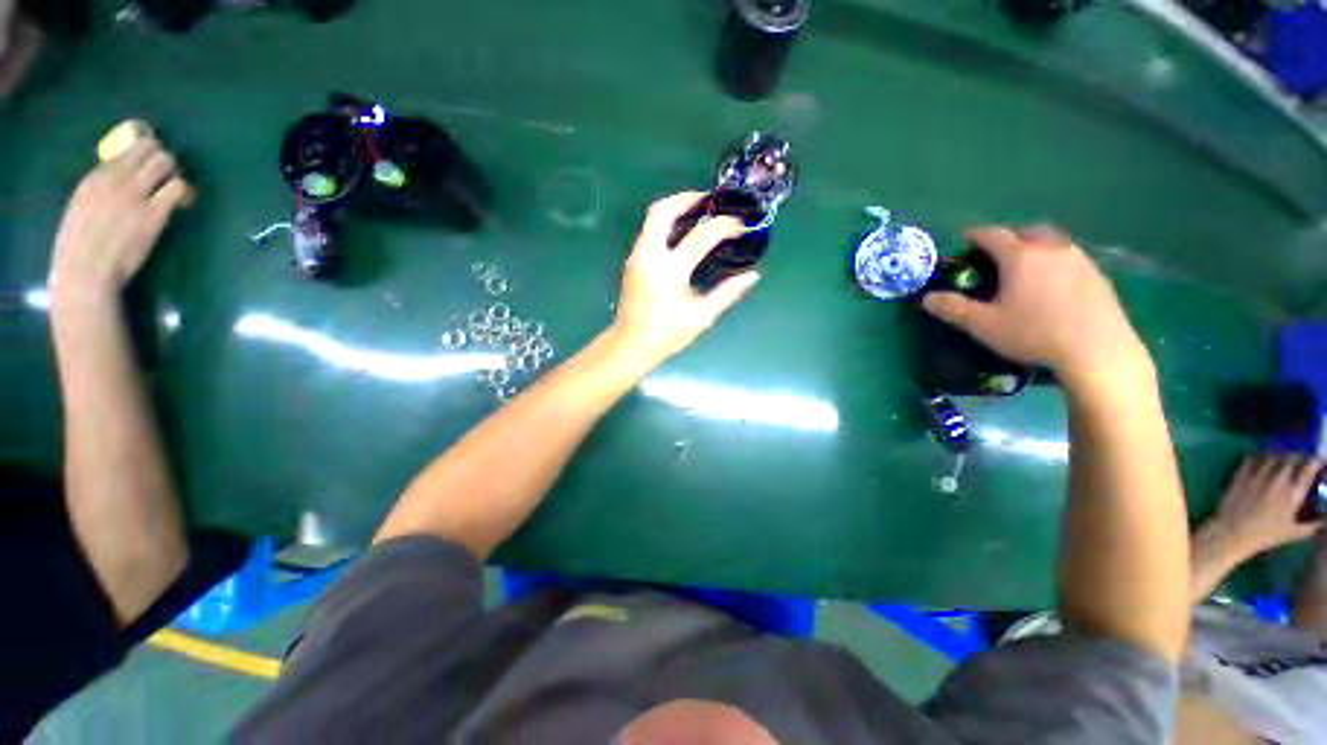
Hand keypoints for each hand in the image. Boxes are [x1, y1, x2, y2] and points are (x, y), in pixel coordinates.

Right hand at [49, 135, 193, 302]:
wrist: (85, 272)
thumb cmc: (78, 248)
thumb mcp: (82, 208)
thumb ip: (102, 191)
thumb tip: (125, 181)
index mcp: (94, 178)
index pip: (127, 148)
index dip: (145, 151)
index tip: (151, 163)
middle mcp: (115, 179)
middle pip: (151, 149)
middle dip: (164, 159)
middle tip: (169, 176)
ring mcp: (134, 194)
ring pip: (166, 163)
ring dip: (176, 173)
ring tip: (177, 191)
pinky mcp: (153, 213)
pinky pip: (177, 189)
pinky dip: (185, 192)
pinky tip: (184, 204)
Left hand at [609, 192, 760, 369]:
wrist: (630, 345)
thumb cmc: (666, 334)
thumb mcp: (702, 316)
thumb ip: (727, 293)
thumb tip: (752, 276)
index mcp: (670, 271)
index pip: (701, 236)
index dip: (724, 226)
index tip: (740, 226)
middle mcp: (649, 256)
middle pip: (662, 211)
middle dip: (686, 199)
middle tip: (709, 201)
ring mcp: (637, 257)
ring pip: (651, 218)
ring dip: (674, 209)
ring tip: (697, 212)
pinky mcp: (632, 262)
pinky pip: (648, 232)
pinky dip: (666, 224)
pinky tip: (681, 235)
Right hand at [921, 226, 1150, 389]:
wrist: (1097, 350)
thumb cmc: (1033, 333)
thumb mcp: (983, 325)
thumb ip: (953, 309)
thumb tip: (927, 298)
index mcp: (1020, 256)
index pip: (993, 235)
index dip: (975, 235)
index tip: (964, 238)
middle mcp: (1051, 249)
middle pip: (1027, 231)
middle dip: (1009, 237)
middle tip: (997, 252)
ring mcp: (1079, 260)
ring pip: (1052, 242)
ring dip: (1035, 247)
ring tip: (1026, 266)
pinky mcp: (1098, 275)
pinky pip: (1070, 258)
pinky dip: (1055, 262)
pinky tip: (1053, 283)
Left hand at [1200, 454, 1322, 560]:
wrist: (1233, 533)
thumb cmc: (1266, 535)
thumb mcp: (1295, 532)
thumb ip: (1314, 525)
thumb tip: (1326, 520)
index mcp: (1293, 492)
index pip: (1309, 466)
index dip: (1316, 461)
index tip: (1318, 462)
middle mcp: (1277, 479)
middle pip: (1292, 457)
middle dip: (1299, 457)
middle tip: (1300, 462)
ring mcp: (1258, 475)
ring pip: (1273, 455)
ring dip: (1280, 456)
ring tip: (1282, 461)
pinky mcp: (1241, 474)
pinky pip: (1252, 458)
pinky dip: (1260, 457)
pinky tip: (1262, 462)